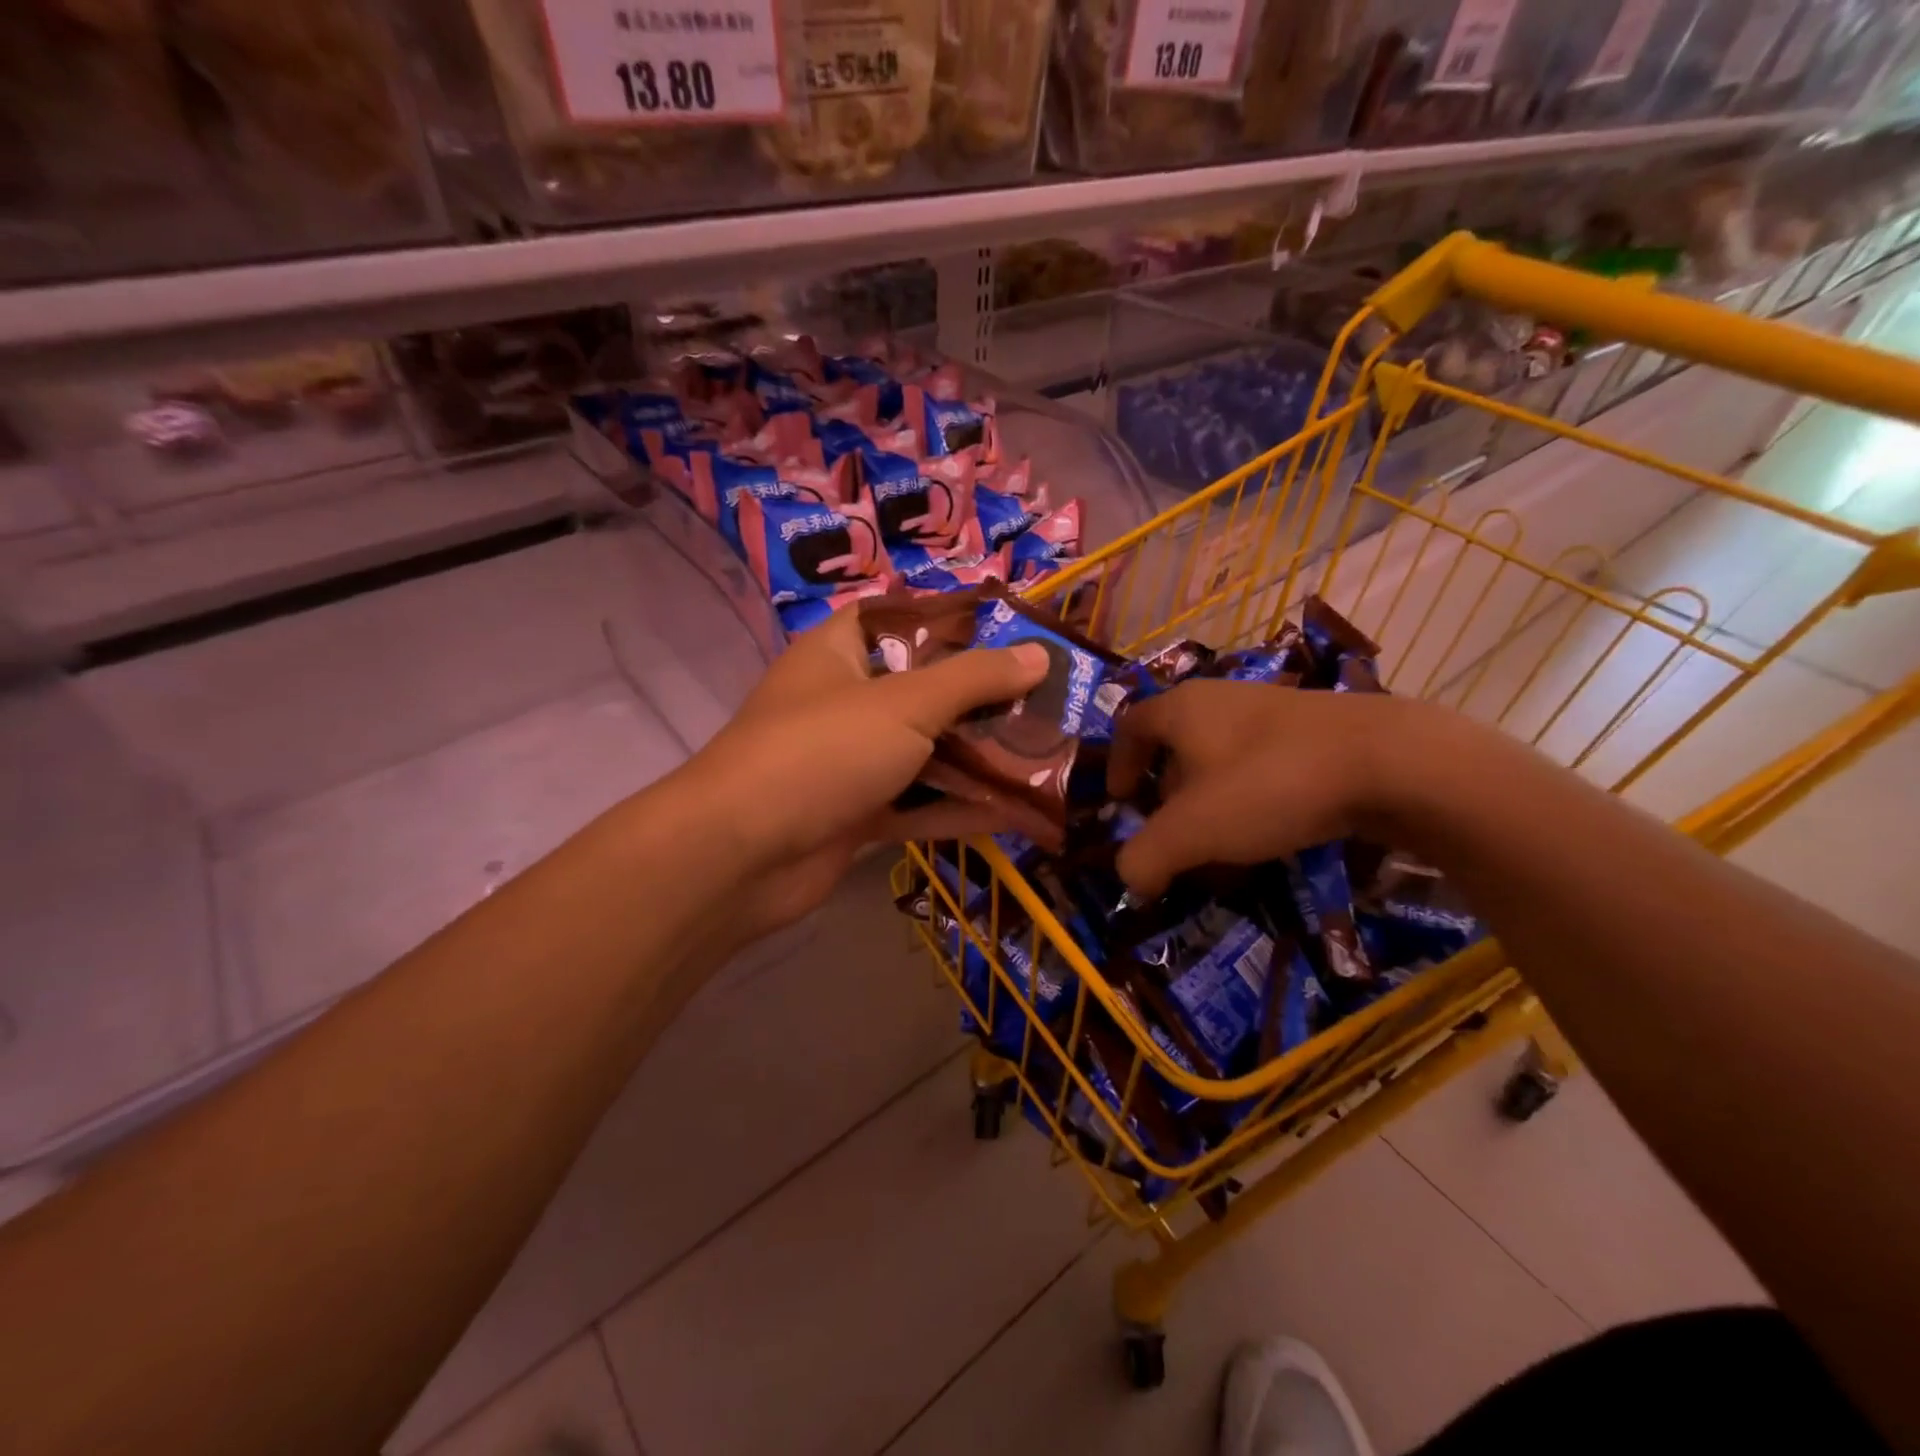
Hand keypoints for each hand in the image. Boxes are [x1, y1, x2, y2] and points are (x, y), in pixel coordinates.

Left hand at [671, 609, 1049, 937]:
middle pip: (922, 691)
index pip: (900, 619)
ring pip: (924, 753)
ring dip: (978, 759)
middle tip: (1048, 701)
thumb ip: (973, 679)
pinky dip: (959, 807)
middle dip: (982, 699)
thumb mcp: (905, 704)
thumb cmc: (821, 751)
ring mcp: (847, 763)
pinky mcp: (854, 816)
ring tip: (1046, 755)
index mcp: (838, 653)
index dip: (953, 621)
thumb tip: (1038, 655)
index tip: (1011, 631)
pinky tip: (1016, 812)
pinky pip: (916, 804)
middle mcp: (843, 703)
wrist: (741, 856)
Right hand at [1107, 678, 1413, 898]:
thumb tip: (1130, 879)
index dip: (1117, 763)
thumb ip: (1147, 857)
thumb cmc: (1268, 784)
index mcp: (1182, 709)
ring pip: (1222, 756)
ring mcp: (1273, 711)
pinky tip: (1272, 834)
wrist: (1390, 761)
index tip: (1119, 801)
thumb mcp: (1192, 830)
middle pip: (1176, 744)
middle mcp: (1222, 699)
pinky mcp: (1315, 730)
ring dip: (1211, 799)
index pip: (1130, 725)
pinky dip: (1253, 797)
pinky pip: (1263, 764)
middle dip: (1166, 791)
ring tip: (1222, 845)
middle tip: (1172, 833)